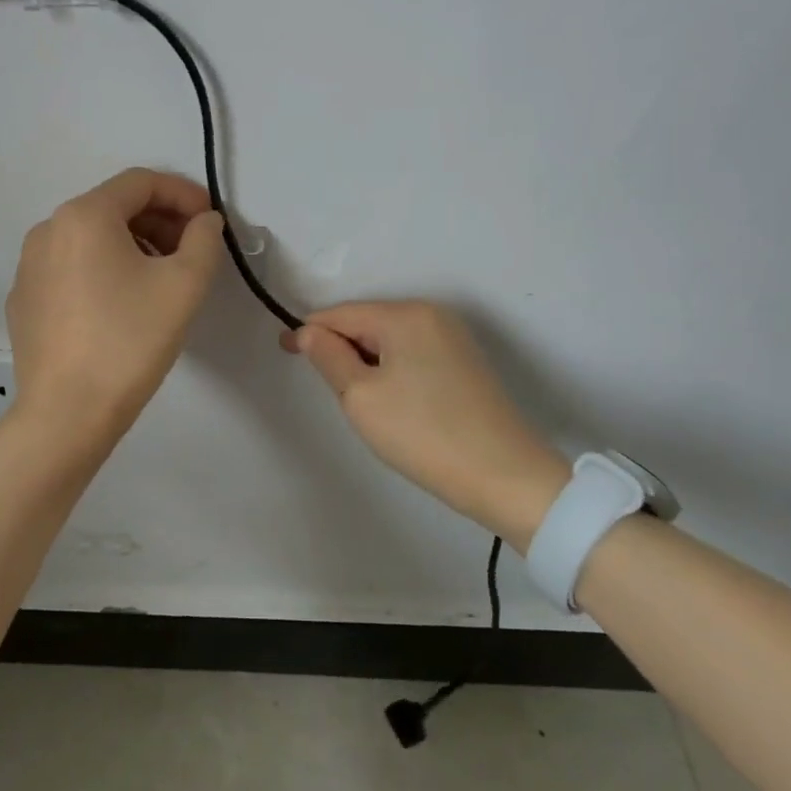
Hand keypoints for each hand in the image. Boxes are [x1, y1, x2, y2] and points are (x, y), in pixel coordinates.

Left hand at [7, 168, 225, 434]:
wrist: (67, 413)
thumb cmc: (130, 340)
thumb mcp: (184, 284)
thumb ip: (204, 239)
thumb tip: (204, 222)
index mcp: (84, 215)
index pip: (141, 182)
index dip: (183, 194)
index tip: (211, 222)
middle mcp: (48, 229)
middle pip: (114, 207)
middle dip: (160, 221)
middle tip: (192, 252)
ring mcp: (29, 266)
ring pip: (91, 239)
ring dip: (133, 245)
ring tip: (161, 279)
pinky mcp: (24, 300)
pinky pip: (71, 268)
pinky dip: (103, 271)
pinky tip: (122, 306)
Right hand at [282, 301, 570, 550]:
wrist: (506, 477)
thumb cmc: (423, 433)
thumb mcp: (360, 397)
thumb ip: (328, 357)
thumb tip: (310, 332)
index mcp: (405, 315)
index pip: (341, 314)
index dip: (309, 332)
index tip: (284, 351)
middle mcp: (432, 314)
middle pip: (366, 323)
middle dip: (341, 349)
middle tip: (330, 391)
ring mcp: (453, 337)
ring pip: (389, 340)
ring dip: (366, 362)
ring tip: (362, 402)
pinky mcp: (466, 362)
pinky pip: (412, 354)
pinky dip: (391, 370)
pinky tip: (394, 403)